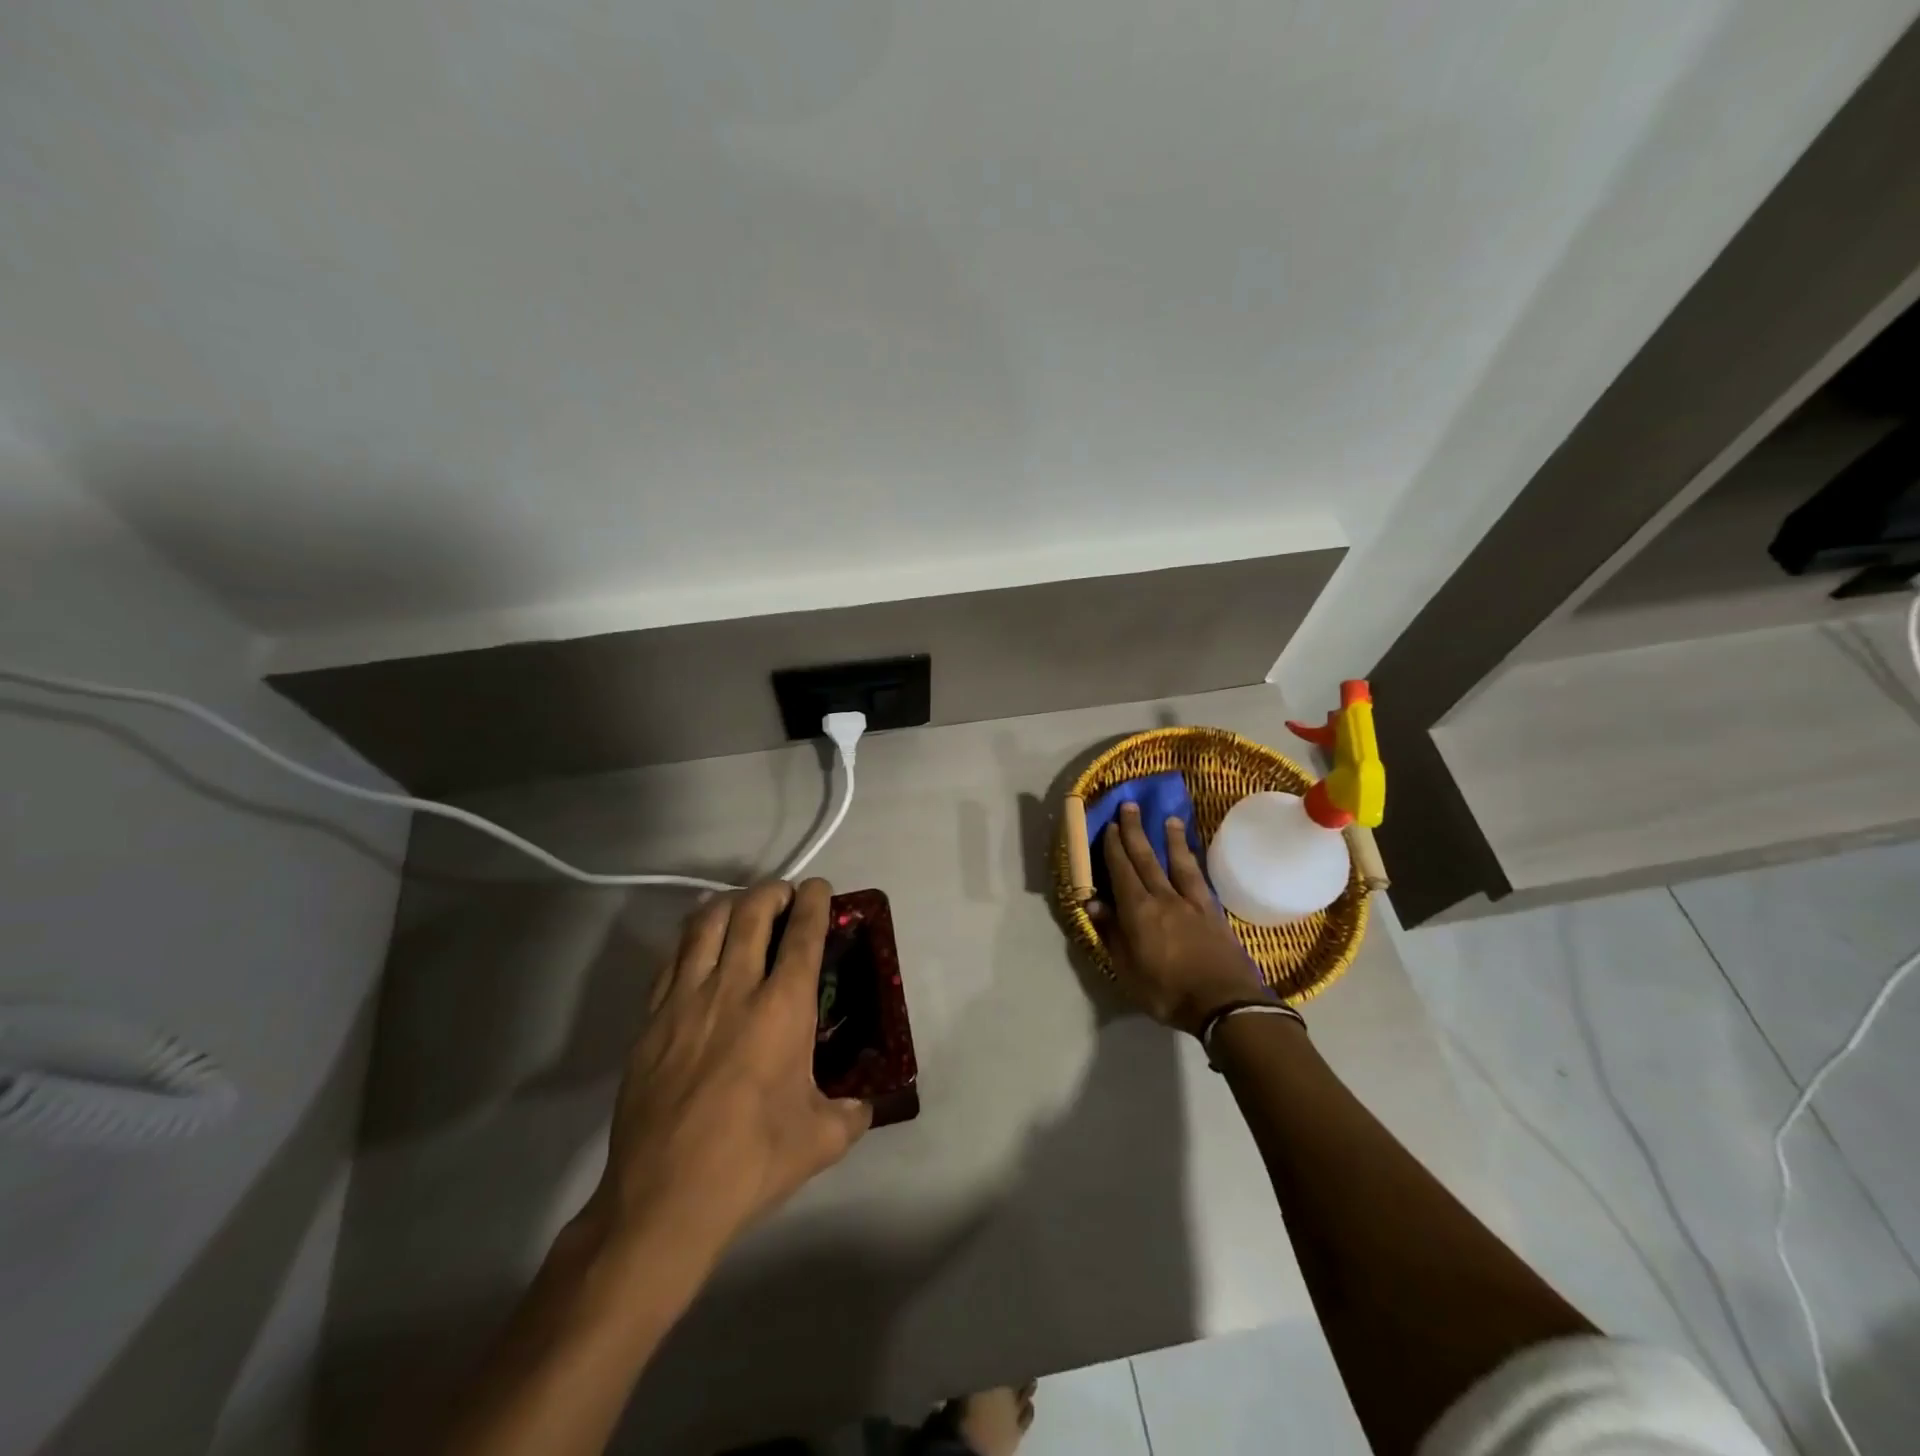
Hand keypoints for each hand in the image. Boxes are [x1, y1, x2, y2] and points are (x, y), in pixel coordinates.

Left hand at [582, 879, 871, 1264]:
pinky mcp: (651, 1019)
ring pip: (706, 924)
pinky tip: (700, 944)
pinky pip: (672, 958)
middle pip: (752, 912)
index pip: (803, 935)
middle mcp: (734, 989)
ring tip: (743, 906)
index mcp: (782, 1009)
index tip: (820, 889)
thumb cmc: (751, 1162)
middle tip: (785, 896)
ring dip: (730, 903)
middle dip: (773, 892)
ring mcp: (686, 1000)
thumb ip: (853, 1113)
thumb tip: (866, 1103)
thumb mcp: (821, 1140)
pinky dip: (692, 936)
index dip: (815, 902)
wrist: (663, 1199)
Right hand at [1090, 802, 1268, 1034]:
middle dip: (1135, 831)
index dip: (1114, 848)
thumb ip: (1111, 933)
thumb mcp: (1127, 970)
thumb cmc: (1168, 993)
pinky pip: (1199, 878)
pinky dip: (1192, 862)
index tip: (1110, 825)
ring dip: (1170, 839)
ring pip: (1177, 862)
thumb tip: (1093, 902)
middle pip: (1146, 858)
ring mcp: (1191, 902)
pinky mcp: (1213, 912)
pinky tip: (1192, 856)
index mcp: (1138, 911)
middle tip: (1130, 806)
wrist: (1225, 1004)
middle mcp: (1163, 897)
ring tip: (1169, 819)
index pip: (1121, 871)